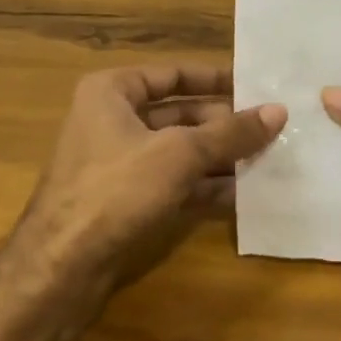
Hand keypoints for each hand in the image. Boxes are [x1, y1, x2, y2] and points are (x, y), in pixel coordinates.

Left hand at [14, 62, 284, 293]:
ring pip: (178, 152)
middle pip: (179, 114)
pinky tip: (239, 195)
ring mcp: (117, 163)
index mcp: (112, 92)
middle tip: (270, 131)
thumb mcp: (180, 153)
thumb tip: (278, 111)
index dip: (214, 79)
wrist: (61, 266)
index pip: (173, 74)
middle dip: (223, 126)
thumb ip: (230, 133)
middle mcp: (112, 121)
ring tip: (265, 162)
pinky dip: (202, 187)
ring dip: (218, 158)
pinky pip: (171, 183)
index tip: (254, 87)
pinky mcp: (124, 200)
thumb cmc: (116, 189)